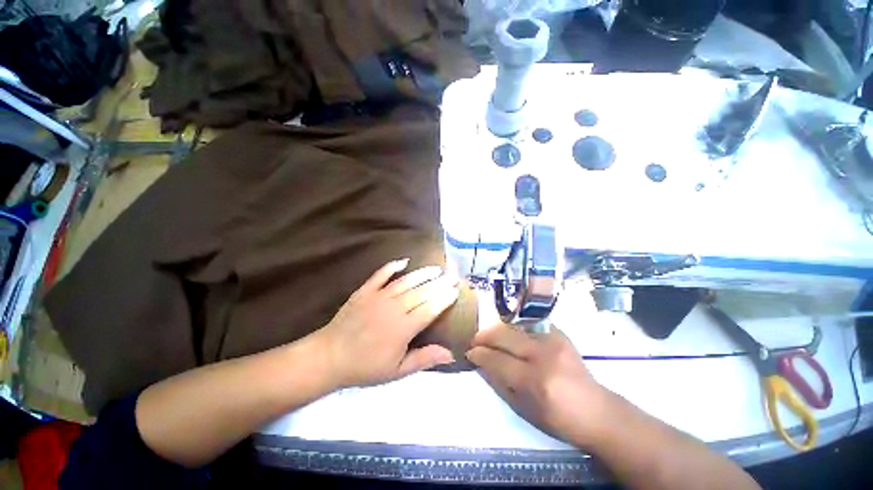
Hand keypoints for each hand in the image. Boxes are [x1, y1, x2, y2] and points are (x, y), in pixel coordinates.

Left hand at [315, 259, 458, 388]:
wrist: (329, 357)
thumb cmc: (366, 367)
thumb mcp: (397, 371)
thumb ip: (424, 359)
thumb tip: (451, 354)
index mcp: (403, 328)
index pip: (430, 309)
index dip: (444, 299)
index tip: (456, 290)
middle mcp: (394, 308)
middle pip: (422, 292)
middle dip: (440, 283)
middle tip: (453, 276)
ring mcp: (378, 297)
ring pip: (406, 281)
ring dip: (423, 274)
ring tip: (436, 268)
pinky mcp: (365, 291)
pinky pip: (381, 275)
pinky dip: (392, 267)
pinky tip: (404, 261)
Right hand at [466, 325, 613, 446]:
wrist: (597, 411)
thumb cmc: (558, 419)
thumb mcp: (523, 409)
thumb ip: (498, 383)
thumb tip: (480, 363)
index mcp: (535, 381)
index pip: (497, 360)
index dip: (479, 354)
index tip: (469, 352)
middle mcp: (543, 355)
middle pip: (504, 335)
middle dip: (484, 336)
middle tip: (475, 340)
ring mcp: (553, 340)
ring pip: (514, 325)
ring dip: (497, 330)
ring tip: (490, 336)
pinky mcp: (559, 333)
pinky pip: (528, 324)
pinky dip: (515, 328)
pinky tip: (511, 335)